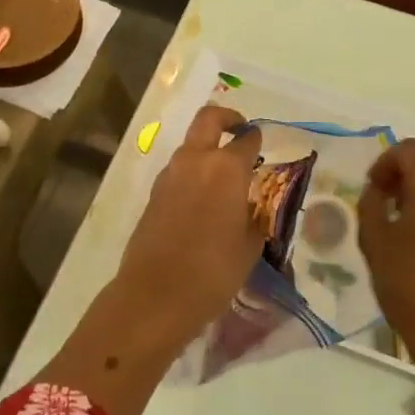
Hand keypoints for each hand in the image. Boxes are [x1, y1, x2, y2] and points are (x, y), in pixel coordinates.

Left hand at [115, 105, 263, 346]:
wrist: (155, 296)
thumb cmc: (213, 271)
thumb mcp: (249, 245)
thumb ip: (254, 216)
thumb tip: (251, 206)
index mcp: (226, 168)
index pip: (246, 139)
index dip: (256, 139)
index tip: (261, 144)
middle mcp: (196, 161)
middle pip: (209, 119)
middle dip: (227, 118)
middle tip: (239, 129)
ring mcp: (169, 175)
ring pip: (190, 146)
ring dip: (206, 150)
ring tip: (223, 178)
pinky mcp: (153, 194)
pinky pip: (178, 171)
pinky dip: (192, 174)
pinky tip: (202, 202)